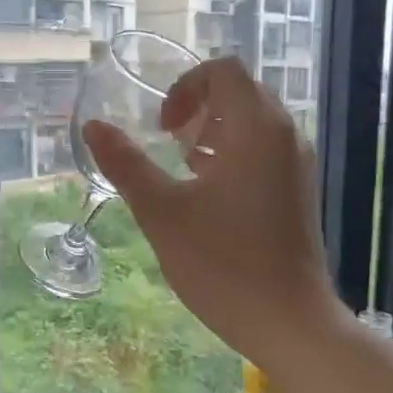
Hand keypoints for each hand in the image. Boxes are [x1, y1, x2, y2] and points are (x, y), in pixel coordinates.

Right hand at [83, 58, 341, 367]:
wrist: (288, 320)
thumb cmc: (222, 263)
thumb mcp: (162, 212)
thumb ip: (126, 165)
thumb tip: (93, 127)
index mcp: (256, 129)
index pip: (223, 71)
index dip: (185, 87)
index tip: (163, 129)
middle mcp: (285, 136)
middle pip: (241, 93)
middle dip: (200, 109)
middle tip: (170, 146)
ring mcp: (297, 165)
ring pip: (254, 124)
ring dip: (215, 133)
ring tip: (185, 171)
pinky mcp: (299, 193)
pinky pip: (265, 152)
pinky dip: (233, 156)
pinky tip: (208, 197)